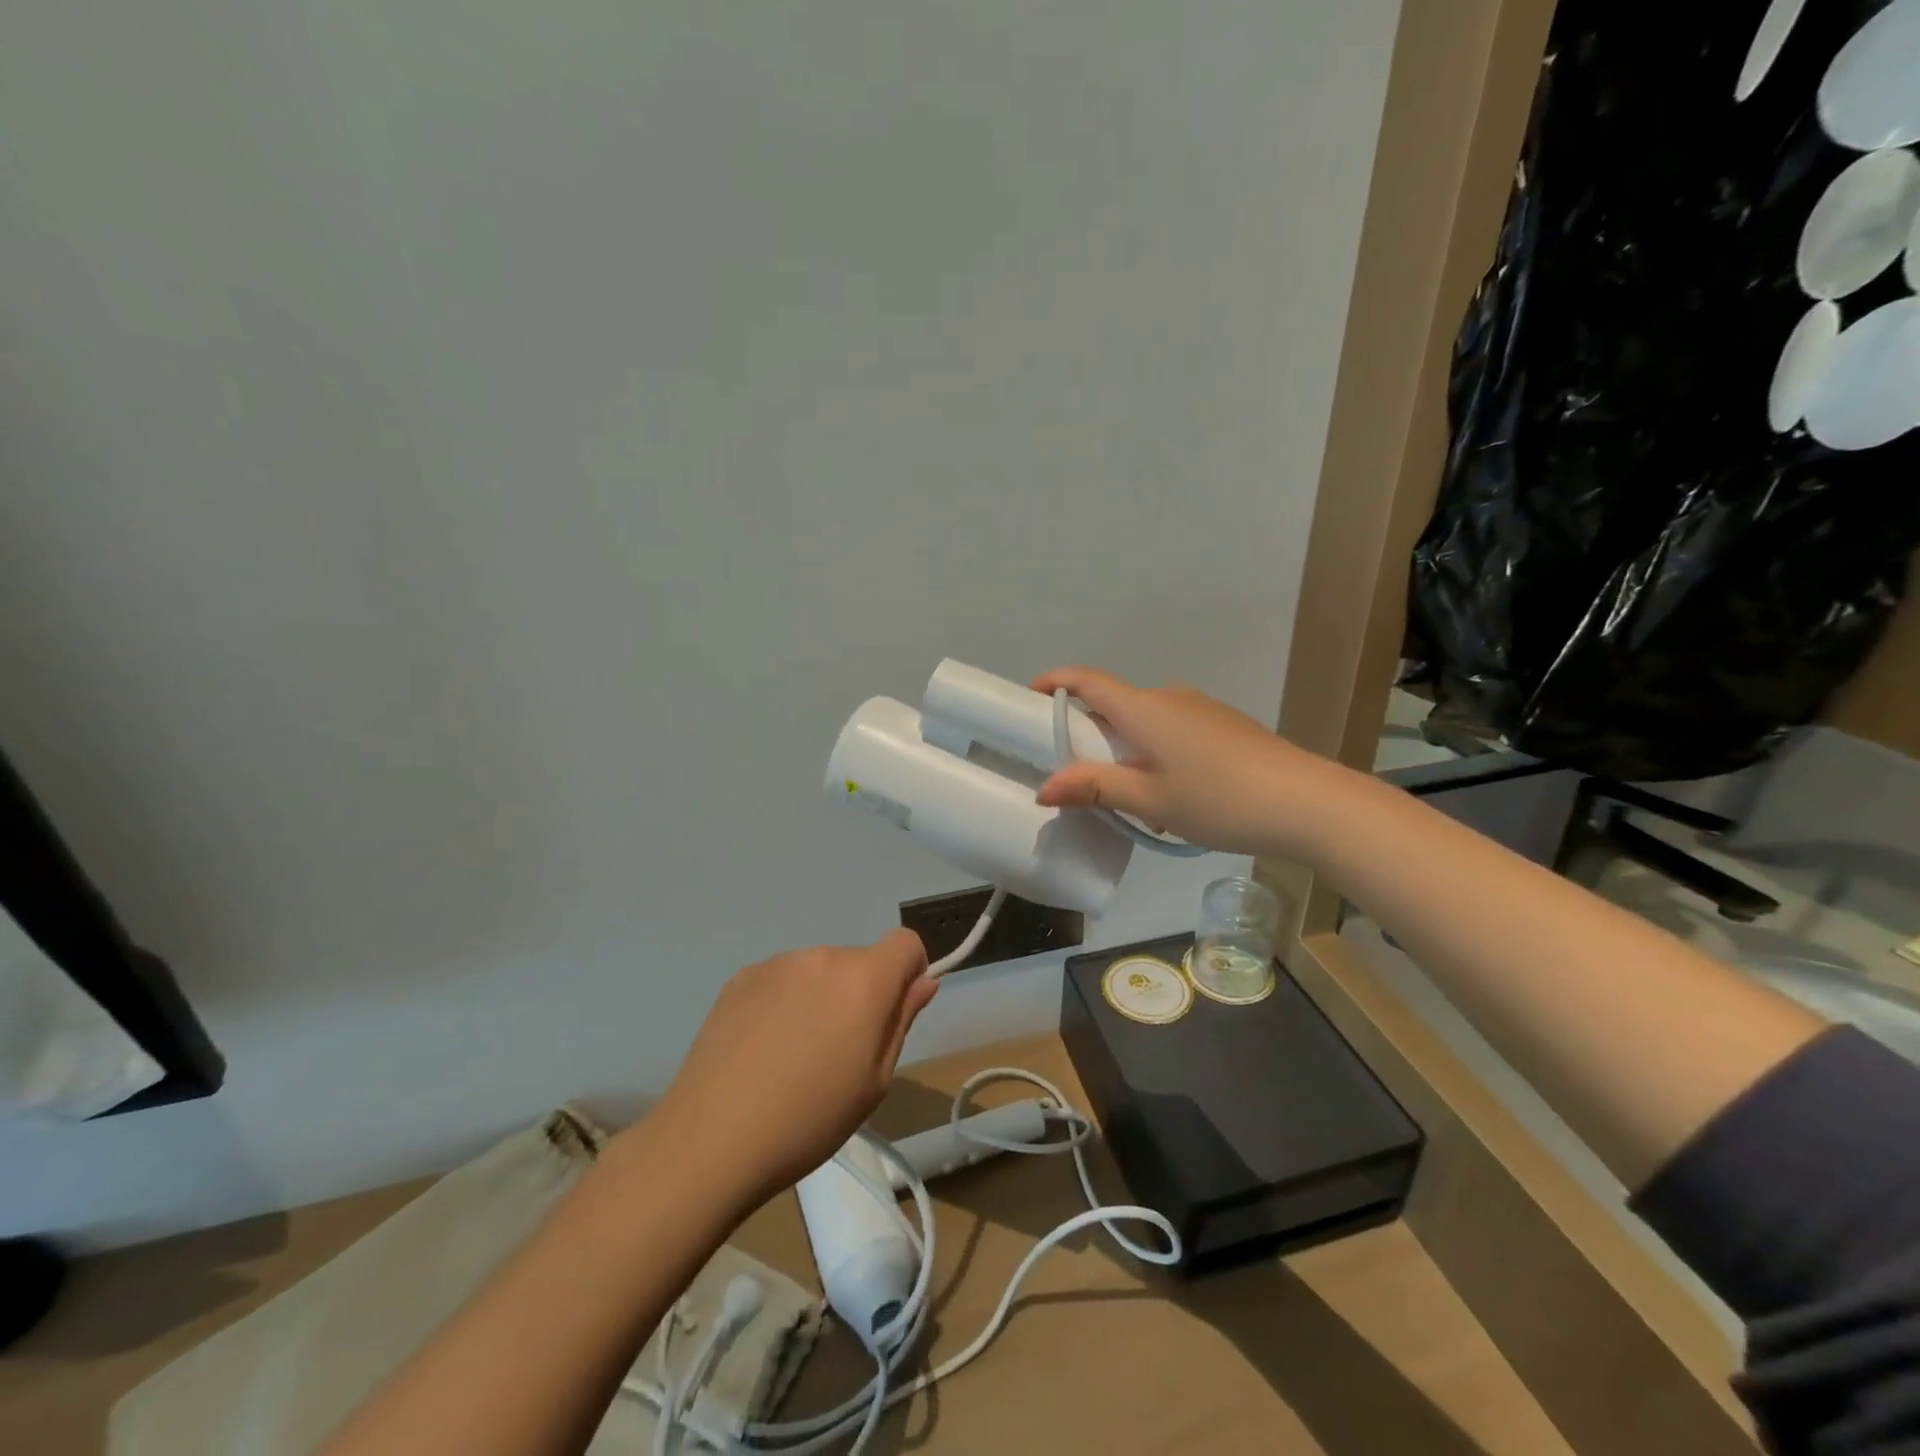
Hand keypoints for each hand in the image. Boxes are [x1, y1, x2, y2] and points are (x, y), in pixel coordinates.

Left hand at [641, 930, 936, 1214]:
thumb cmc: (809, 1118)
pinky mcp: (740, 978)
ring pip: (819, 972)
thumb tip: (923, 981)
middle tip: (840, 1053)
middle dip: (861, 994)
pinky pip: (781, 980)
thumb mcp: (874, 1081)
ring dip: (821, 997)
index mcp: (863, 979)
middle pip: (859, 961)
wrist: (711, 1138)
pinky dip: (785, 1002)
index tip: (895, 1014)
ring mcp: (777, 964)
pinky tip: (762, 1049)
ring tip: (795, 1055)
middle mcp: (822, 956)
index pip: (905, 943)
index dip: (910, 972)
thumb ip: (901, 1020)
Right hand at [1031, 666, 1342, 860]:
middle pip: (1115, 705)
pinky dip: (1155, 753)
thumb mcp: (1150, 801)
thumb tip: (1045, 788)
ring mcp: (1201, 709)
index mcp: (1144, 709)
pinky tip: (1172, 798)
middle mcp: (1170, 698)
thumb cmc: (1220, 799)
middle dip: (1090, 734)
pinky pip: (1173, 731)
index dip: (1055, 683)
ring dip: (1126, 750)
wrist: (1307, 802)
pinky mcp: (1224, 725)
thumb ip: (1096, 789)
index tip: (1031, 698)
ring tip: (1130, 801)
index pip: (1087, 681)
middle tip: (1077, 775)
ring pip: (1146, 723)